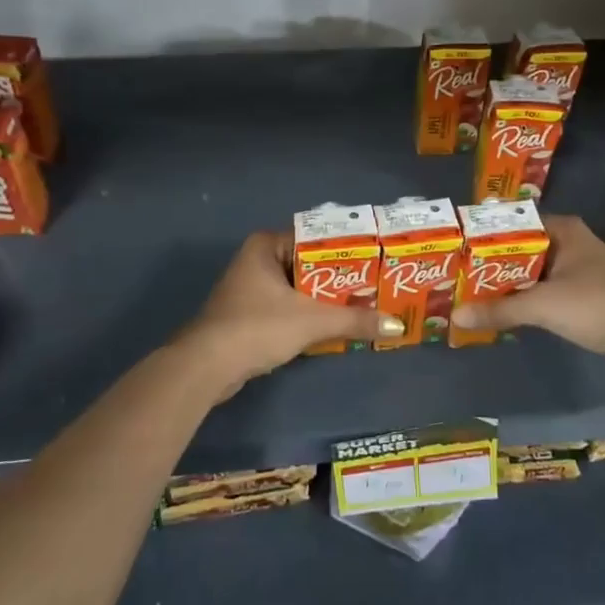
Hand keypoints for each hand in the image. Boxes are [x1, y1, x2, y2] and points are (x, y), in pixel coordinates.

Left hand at [177, 231, 403, 398]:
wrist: (207, 367)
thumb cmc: (257, 327)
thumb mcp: (311, 321)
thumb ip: (354, 320)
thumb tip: (398, 325)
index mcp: (266, 245)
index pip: (315, 238)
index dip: (346, 250)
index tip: (375, 260)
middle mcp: (256, 260)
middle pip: (308, 264)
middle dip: (339, 278)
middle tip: (375, 286)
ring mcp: (249, 288)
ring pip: (298, 288)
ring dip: (324, 300)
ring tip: (362, 306)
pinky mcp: (247, 315)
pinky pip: (287, 307)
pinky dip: (307, 315)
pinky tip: (332, 327)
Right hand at [452, 215, 604, 378]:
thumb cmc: (596, 303)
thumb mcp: (542, 305)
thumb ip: (499, 309)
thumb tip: (456, 315)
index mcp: (563, 230)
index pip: (515, 223)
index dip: (486, 235)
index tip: (456, 247)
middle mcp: (571, 244)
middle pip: (522, 250)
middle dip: (492, 264)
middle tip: (455, 273)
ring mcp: (580, 272)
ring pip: (533, 274)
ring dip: (508, 285)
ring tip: (470, 293)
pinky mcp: (585, 299)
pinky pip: (545, 294)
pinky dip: (526, 302)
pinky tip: (502, 313)